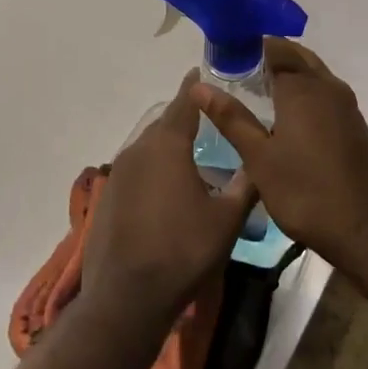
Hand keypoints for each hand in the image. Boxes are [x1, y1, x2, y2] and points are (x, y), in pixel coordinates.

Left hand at [80, 70, 255, 324]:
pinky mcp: (107, 198)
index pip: (184, 103)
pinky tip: (166, 191)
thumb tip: (260, 162)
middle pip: (164, 124)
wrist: (128, 296)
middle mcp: (138, 151)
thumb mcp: (228, 218)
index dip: (195, 87)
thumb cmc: (185, 250)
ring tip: (190, 156)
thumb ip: (246, 184)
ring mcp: (118, 175)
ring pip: (147, 148)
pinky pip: (135, 171)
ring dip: (168, 147)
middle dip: (184, 118)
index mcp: (167, 146)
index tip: (201, 72)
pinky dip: (152, 170)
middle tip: (207, 120)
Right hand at [191, 39, 367, 264]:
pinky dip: (303, 92)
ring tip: (255, 90)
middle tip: (237, 70)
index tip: (225, 54)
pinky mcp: (354, 124)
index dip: (250, 46)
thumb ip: (232, 118)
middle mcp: (328, 87)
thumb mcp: (259, 158)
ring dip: (288, 74)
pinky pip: (324, 93)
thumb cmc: (306, 192)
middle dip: (269, 56)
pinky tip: (284, 115)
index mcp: (303, 88)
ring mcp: (346, 106)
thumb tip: (199, 87)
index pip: (275, 48)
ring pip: (313, 74)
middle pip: (297, 57)